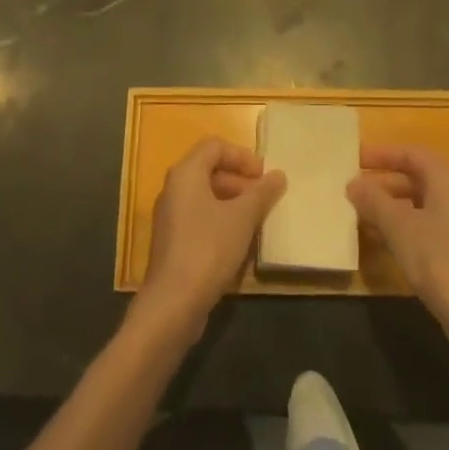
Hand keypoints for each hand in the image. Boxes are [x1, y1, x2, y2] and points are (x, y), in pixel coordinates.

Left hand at [138, 138, 285, 339]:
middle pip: (209, 170)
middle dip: (240, 181)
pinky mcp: (172, 242)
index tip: (264, 175)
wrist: (173, 302)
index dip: (242, 156)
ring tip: (256, 221)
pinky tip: (239, 242)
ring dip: (232, 203)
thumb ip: (262, 193)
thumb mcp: (242, 217)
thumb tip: (278, 175)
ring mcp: (170, 216)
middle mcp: (173, 188)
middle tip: (263, 198)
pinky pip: (199, 218)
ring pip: (205, 196)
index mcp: (186, 173)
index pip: (215, 146)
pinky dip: (220, 221)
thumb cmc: (209, 248)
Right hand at [349, 145, 448, 339]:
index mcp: (448, 178)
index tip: (355, 159)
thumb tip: (353, 183)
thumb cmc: (438, 259)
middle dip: (385, 182)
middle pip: (417, 177)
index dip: (382, 154)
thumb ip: (374, 201)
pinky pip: (429, 223)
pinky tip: (385, 240)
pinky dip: (406, 225)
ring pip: (422, 203)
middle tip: (355, 189)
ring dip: (393, 206)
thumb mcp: (398, 227)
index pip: (411, 153)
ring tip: (363, 214)